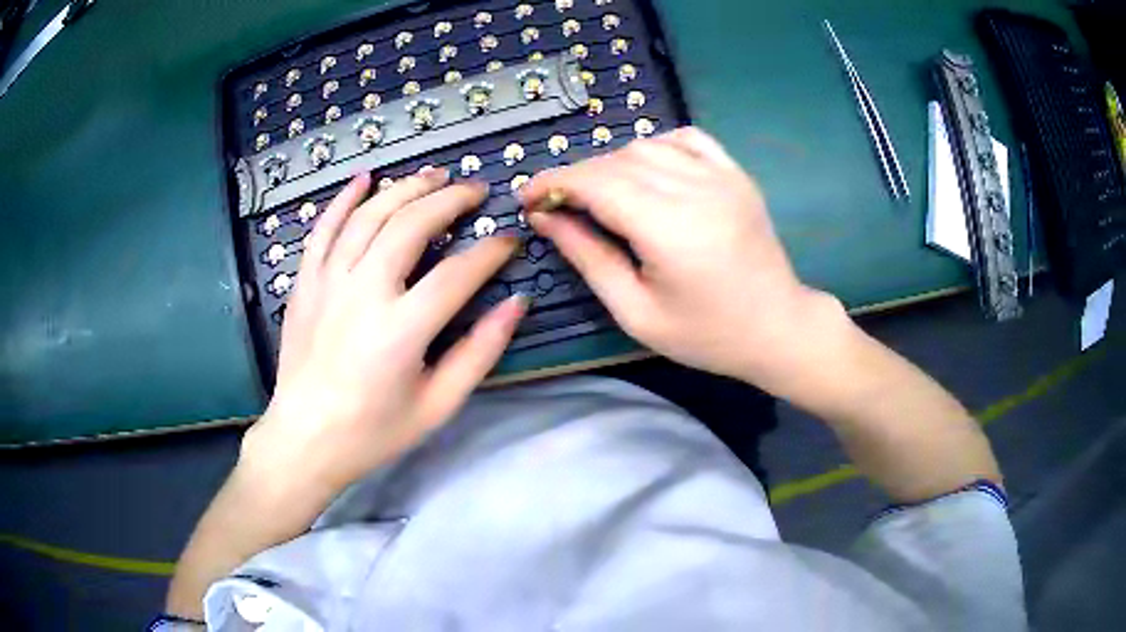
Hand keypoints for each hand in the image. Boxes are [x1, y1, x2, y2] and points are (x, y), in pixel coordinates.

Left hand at [241, 169, 525, 493]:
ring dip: (405, 188)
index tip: (510, 240)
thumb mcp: (438, 406)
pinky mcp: (305, 283)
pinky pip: (323, 229)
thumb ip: (479, 353)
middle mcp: (363, 294)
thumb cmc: (374, 432)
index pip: (457, 274)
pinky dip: (344, 199)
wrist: (305, 439)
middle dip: (450, 199)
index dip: (490, 252)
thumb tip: (515, 304)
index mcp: (400, 331)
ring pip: (369, 216)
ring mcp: (328, 283)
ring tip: (433, 175)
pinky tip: (365, 178)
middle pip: (410, 225)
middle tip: (475, 189)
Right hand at [521, 127, 847, 391]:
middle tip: (559, 206)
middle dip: (577, 178)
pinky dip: (656, 147)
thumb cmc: (705, 334)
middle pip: (616, 161)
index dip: (553, 183)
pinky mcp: (736, 174)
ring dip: (612, 165)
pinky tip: (649, 172)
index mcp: (668, 228)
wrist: (777, 327)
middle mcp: (695, 189)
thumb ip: (588, 257)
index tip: (527, 198)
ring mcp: (721, 175)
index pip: (595, 182)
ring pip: (647, 145)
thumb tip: (545, 217)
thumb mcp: (635, 311)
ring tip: (603, 196)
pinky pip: (686, 139)